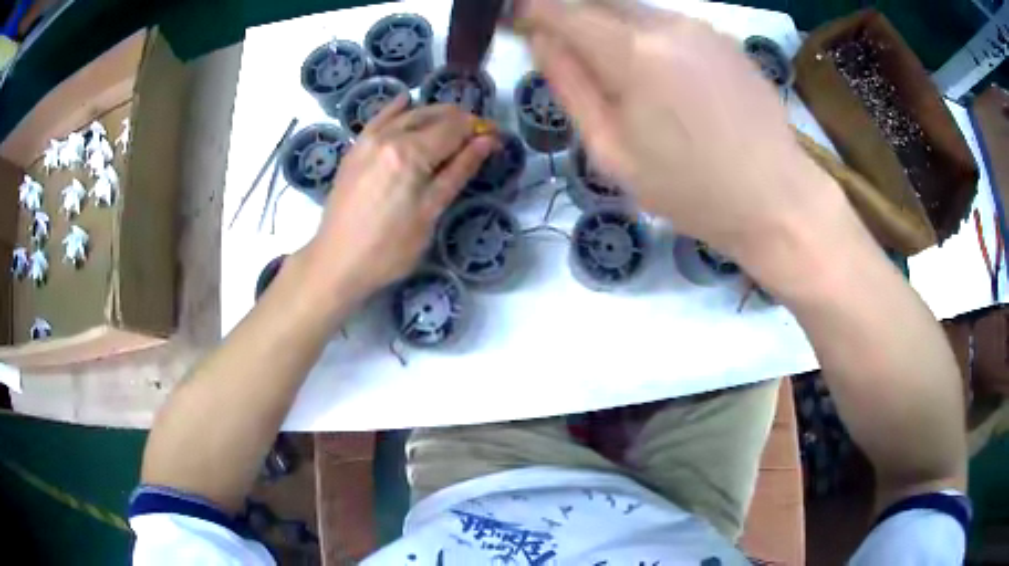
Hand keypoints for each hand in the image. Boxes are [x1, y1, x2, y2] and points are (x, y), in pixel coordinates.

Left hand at [301, 96, 495, 302]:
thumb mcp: (431, 213)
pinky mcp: (355, 149)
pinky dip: (397, 109)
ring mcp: (368, 140)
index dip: (479, 129)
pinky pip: (380, 118)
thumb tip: (487, 141)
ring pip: (409, 113)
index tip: (495, 138)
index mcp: (411, 153)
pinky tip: (406, 103)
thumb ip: (459, 170)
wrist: (336, 262)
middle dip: (459, 121)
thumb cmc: (389, 248)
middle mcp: (390, 136)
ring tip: (450, 128)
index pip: (455, 127)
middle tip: (476, 138)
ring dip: (434, 115)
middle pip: (433, 115)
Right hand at [516, 0, 837, 260]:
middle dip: (571, 20)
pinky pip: (668, 23)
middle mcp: (666, 23)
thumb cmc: (691, 191)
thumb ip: (570, 86)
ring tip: (624, 79)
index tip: (521, 29)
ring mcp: (701, 26)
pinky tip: (666, 80)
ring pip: (633, 10)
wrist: (777, 200)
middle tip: (571, 59)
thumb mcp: (612, 152)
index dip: (531, 13)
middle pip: (596, 1)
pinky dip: (648, 37)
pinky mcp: (724, 38)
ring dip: (611, 29)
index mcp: (633, 52)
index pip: (559, 7)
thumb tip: (541, 40)